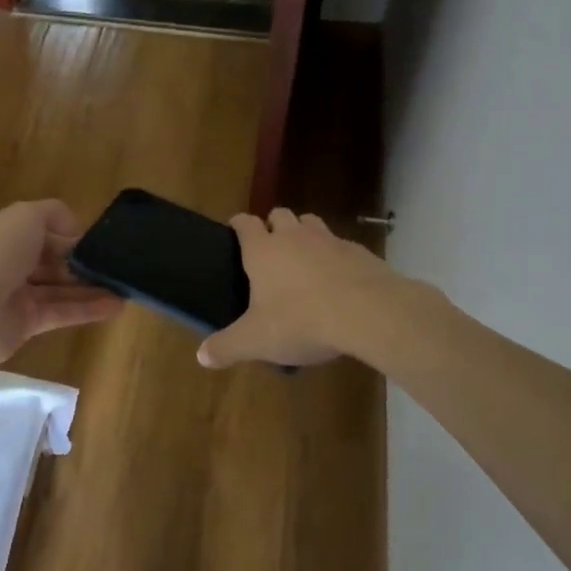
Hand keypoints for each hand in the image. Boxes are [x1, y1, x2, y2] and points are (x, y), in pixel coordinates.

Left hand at [0, 200, 123, 366]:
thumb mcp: (26, 215)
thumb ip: (53, 214)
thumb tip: (75, 229)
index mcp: (4, 233)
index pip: (41, 230)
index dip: (68, 234)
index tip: (95, 239)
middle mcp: (9, 263)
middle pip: (51, 261)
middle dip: (81, 262)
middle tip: (115, 264)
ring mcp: (16, 295)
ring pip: (60, 288)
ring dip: (91, 287)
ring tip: (124, 286)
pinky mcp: (26, 324)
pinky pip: (62, 312)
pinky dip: (88, 309)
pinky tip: (116, 305)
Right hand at [198, 209, 400, 368]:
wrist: (368, 312)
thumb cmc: (301, 320)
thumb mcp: (257, 340)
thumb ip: (227, 346)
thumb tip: (202, 355)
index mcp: (263, 250)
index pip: (245, 223)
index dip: (238, 224)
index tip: (235, 230)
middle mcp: (294, 236)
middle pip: (279, 215)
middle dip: (273, 225)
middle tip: (270, 249)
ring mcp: (329, 240)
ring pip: (311, 223)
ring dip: (304, 234)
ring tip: (304, 259)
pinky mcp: (359, 252)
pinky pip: (341, 245)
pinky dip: (335, 256)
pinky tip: (337, 280)